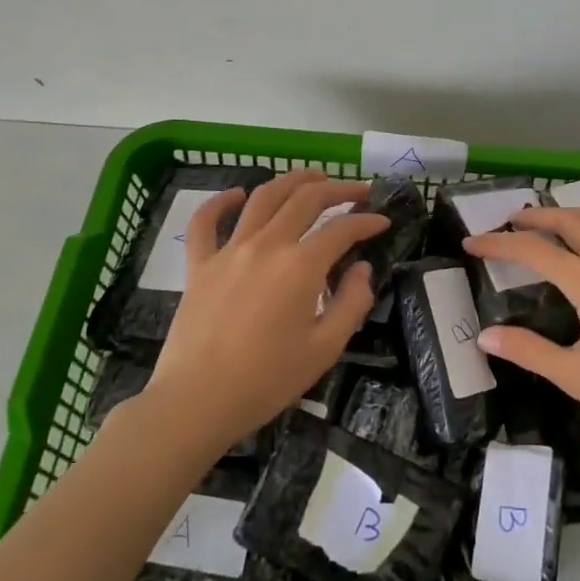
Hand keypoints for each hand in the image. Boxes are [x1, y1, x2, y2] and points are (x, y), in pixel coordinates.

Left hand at [139, 170, 387, 458]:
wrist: (196, 402)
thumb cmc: (266, 381)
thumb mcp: (324, 349)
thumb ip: (351, 304)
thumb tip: (362, 269)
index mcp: (300, 266)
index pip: (342, 229)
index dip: (367, 221)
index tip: (383, 221)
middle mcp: (267, 245)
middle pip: (305, 199)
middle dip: (337, 189)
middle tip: (357, 191)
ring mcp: (229, 251)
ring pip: (262, 197)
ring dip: (291, 181)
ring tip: (312, 178)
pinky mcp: (200, 265)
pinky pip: (206, 222)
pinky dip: (220, 201)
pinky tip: (236, 194)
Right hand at [463, 206, 579, 464]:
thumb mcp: (576, 377)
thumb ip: (528, 350)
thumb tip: (484, 336)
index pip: (535, 251)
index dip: (498, 244)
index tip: (471, 243)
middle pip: (570, 220)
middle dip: (536, 216)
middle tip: (510, 221)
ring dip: (570, 214)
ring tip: (549, 222)